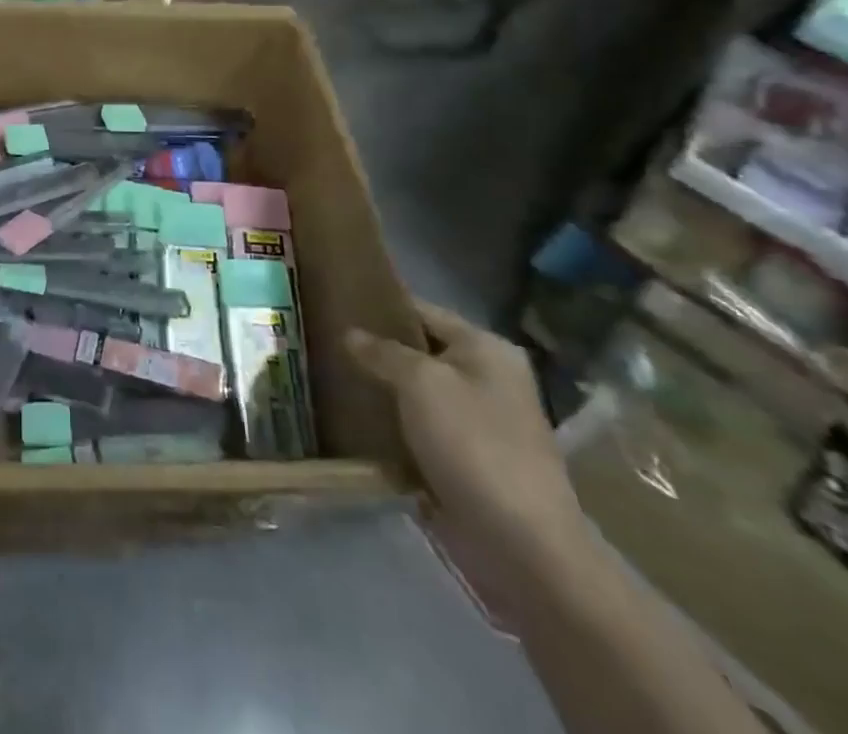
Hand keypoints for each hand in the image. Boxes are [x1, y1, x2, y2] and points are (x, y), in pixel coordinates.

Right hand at [347, 301, 583, 575]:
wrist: (522, 546)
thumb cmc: (474, 445)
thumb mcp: (421, 383)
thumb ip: (383, 352)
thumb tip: (351, 334)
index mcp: (487, 349)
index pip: (423, 311)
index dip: (381, 305)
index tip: (336, 301)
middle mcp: (487, 379)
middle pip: (419, 352)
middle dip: (376, 350)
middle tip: (324, 340)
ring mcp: (479, 424)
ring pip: (416, 394)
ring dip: (381, 391)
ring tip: (329, 377)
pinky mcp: (466, 462)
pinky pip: (419, 431)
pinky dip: (391, 428)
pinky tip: (353, 422)